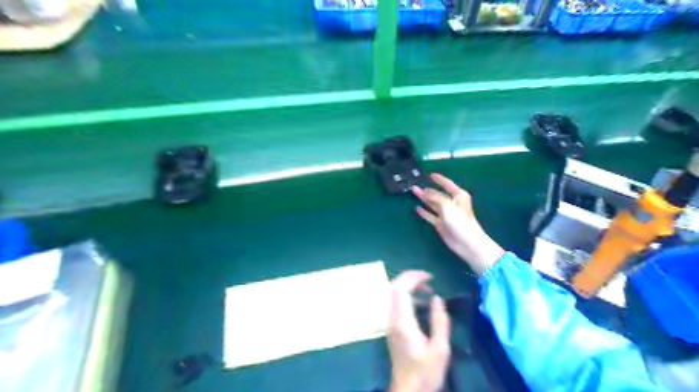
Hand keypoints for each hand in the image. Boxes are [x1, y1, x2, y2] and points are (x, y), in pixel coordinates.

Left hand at [388, 272, 447, 391]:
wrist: (408, 391)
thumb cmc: (426, 372)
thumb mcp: (440, 349)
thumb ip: (439, 321)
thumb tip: (437, 298)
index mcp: (403, 322)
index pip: (401, 289)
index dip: (413, 277)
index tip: (430, 277)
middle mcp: (392, 318)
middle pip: (394, 287)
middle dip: (410, 278)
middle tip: (429, 280)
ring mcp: (389, 322)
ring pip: (393, 294)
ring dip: (408, 286)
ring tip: (428, 290)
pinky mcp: (391, 327)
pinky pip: (395, 302)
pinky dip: (407, 296)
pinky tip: (421, 302)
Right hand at [411, 173, 505, 273]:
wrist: (466, 243)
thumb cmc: (460, 221)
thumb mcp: (447, 205)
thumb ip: (435, 197)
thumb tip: (426, 191)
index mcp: (458, 196)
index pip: (447, 184)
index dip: (439, 179)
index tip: (430, 175)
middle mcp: (452, 203)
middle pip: (437, 194)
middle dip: (427, 189)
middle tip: (415, 185)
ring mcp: (446, 214)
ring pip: (433, 204)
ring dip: (424, 199)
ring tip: (414, 192)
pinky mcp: (441, 224)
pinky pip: (431, 215)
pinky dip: (424, 212)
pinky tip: (417, 208)